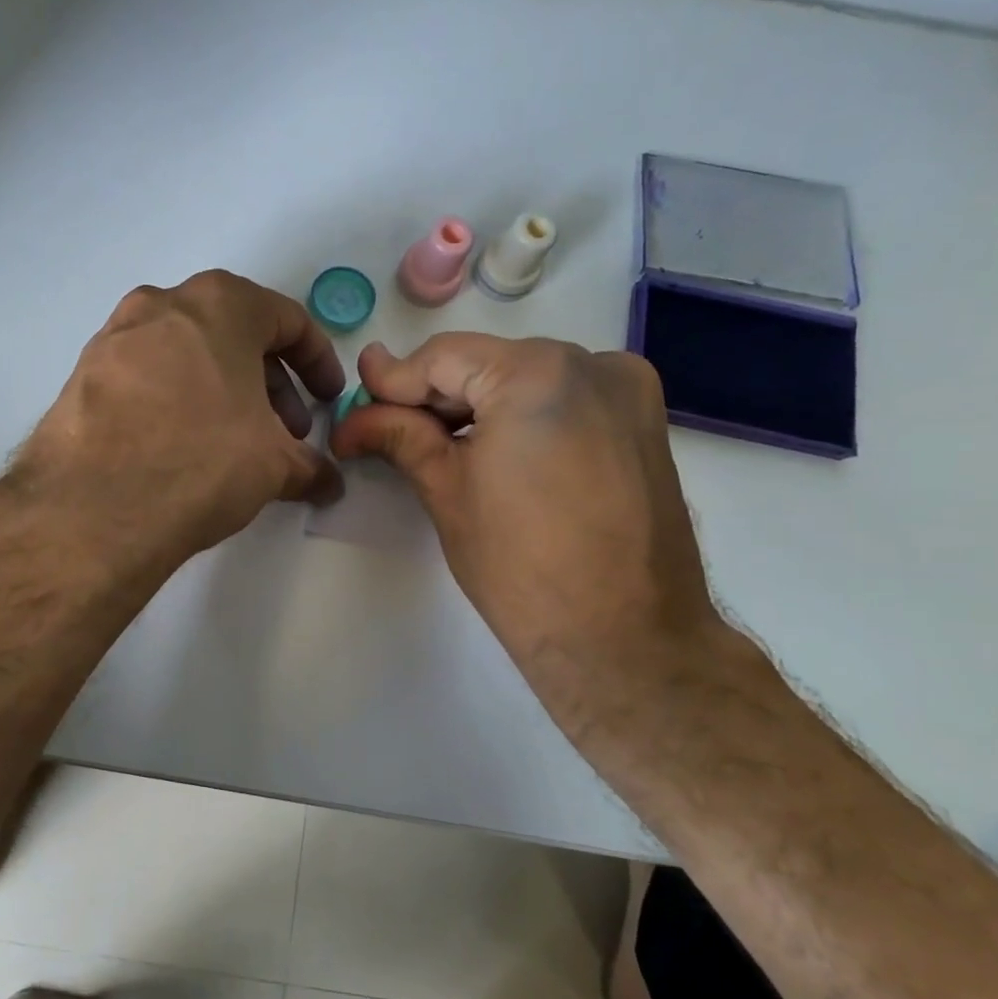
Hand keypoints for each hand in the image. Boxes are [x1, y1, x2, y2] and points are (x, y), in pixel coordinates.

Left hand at [12, 271, 345, 568]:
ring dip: (221, 390)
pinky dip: (175, 400)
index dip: (318, 362)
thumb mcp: (272, 465)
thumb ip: (308, 466)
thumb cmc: (201, 461)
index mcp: (220, 304)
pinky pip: (146, 377)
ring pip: (187, 353)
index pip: (287, 320)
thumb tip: (326, 483)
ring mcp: (115, 336)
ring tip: (233, 443)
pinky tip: (180, 447)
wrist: (92, 508)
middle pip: (233, 334)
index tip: (327, 399)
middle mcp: (163, 304)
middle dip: (268, 382)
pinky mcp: (82, 374)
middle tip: (283, 431)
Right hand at [331, 334, 724, 689]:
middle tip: (384, 429)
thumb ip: (399, 436)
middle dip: (432, 397)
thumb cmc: (521, 568)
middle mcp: (590, 363)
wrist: (625, 640)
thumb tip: (354, 415)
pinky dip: (522, 416)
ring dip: (476, 406)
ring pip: (525, 379)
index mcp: (537, 373)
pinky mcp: (643, 421)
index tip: (355, 405)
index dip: (392, 382)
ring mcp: (626, 389)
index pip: (442, 358)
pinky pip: (564, 398)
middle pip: (486, 364)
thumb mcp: (447, 492)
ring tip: (435, 445)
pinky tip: (493, 451)